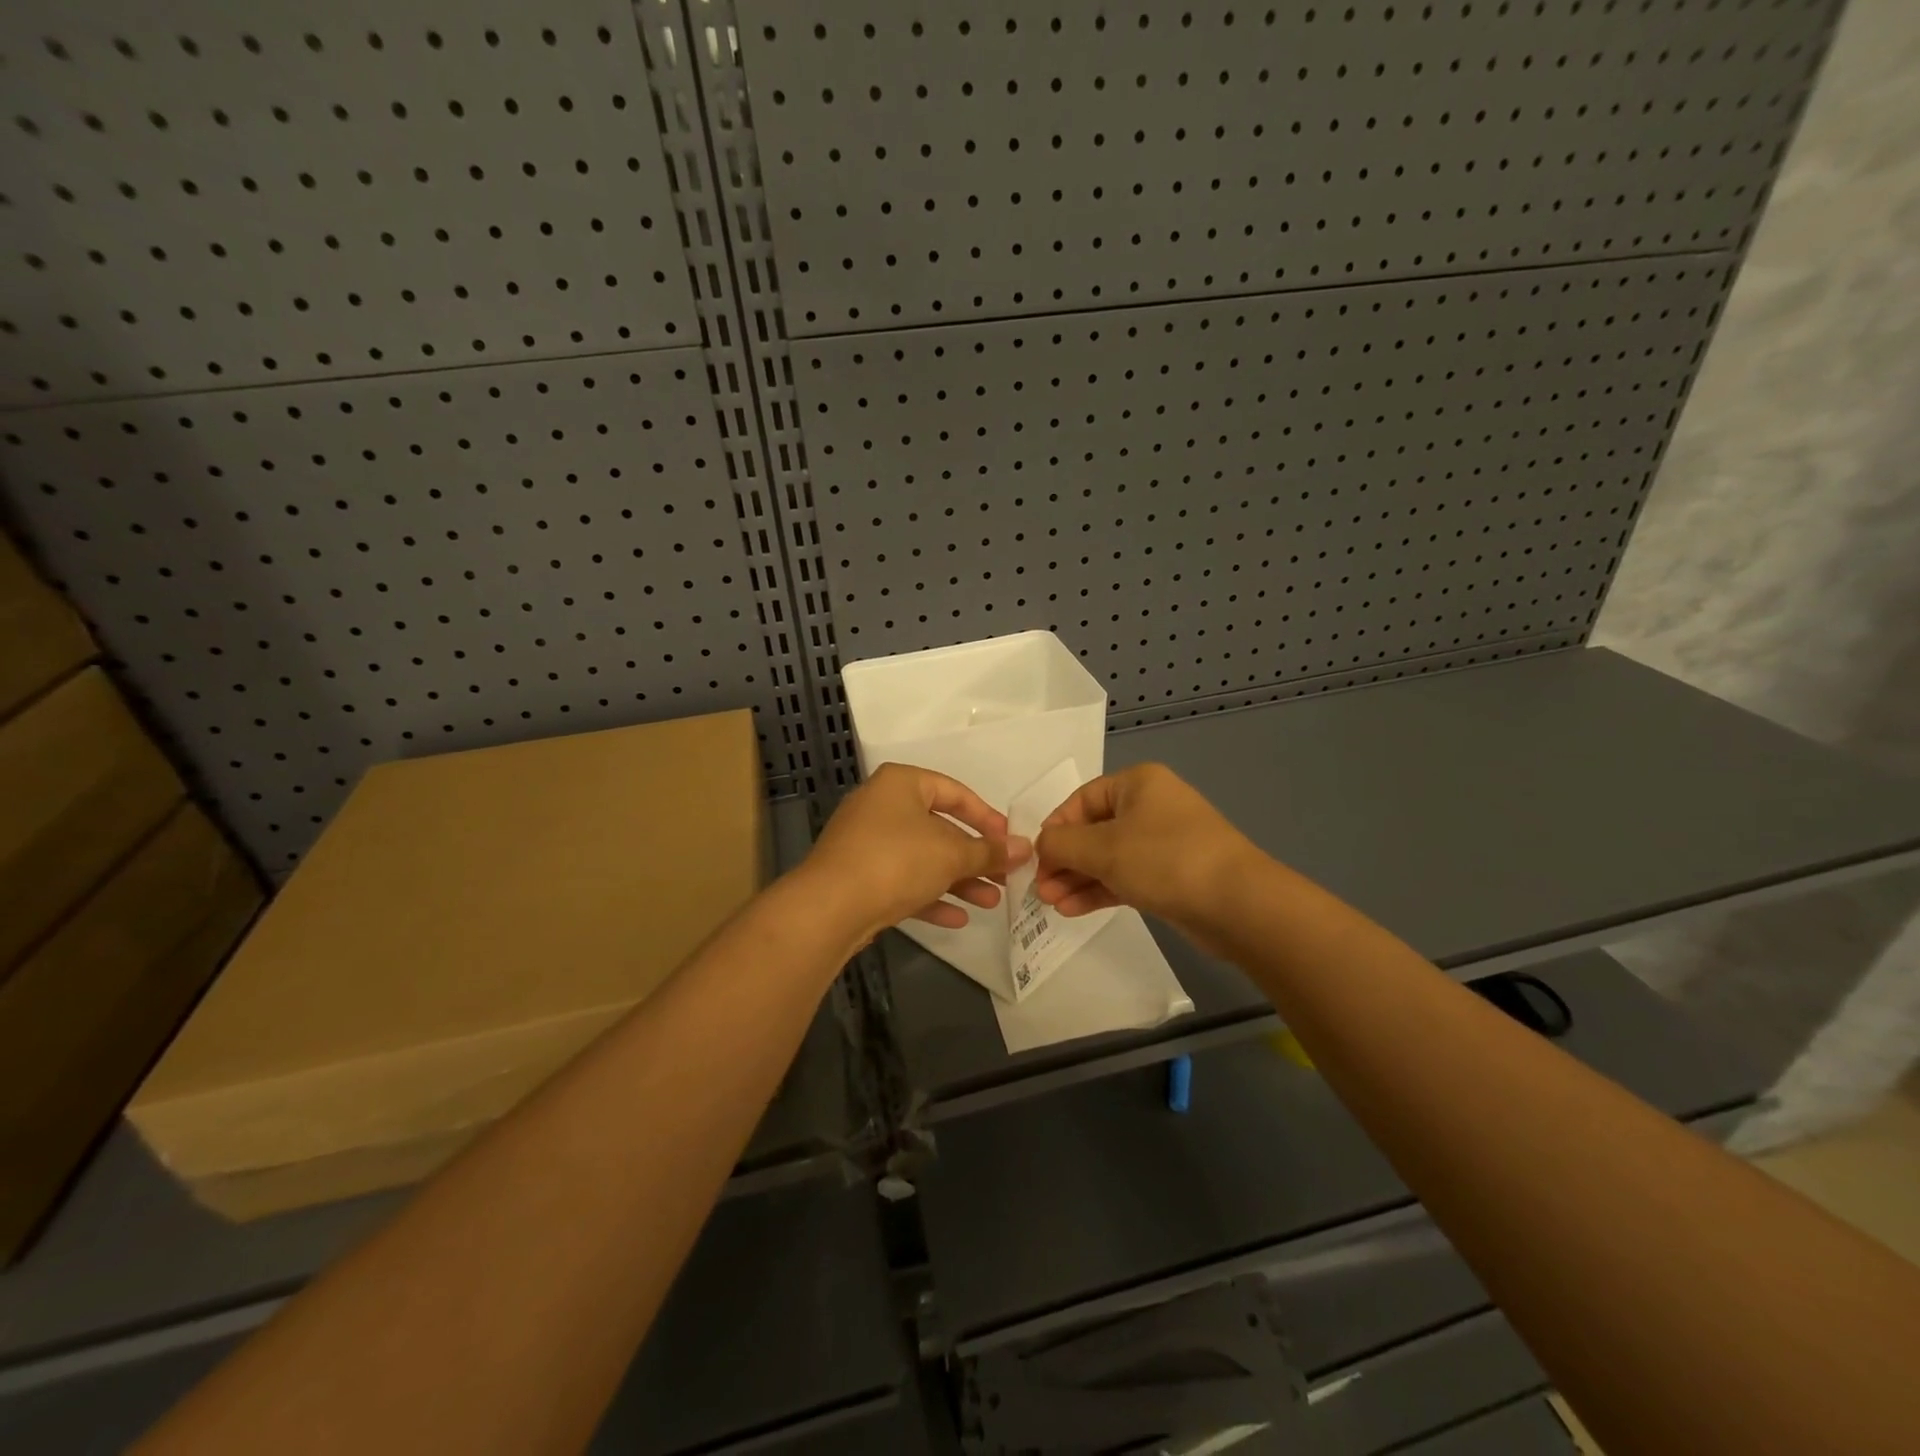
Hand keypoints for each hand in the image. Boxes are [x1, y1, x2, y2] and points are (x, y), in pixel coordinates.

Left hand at [798, 763, 1031, 947]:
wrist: (830, 907)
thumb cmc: (897, 861)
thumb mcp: (952, 854)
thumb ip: (990, 852)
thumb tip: (1026, 848)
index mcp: (901, 784)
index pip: (954, 792)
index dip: (987, 817)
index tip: (1010, 841)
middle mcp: (881, 806)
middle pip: (940, 828)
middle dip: (975, 857)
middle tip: (1005, 877)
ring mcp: (866, 843)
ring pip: (923, 858)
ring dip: (958, 880)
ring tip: (991, 902)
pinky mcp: (858, 876)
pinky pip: (903, 881)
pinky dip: (930, 896)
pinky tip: (957, 919)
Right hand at [1033, 763, 1261, 936]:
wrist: (1238, 904)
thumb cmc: (1165, 860)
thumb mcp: (1103, 848)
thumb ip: (1062, 844)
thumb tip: (1041, 845)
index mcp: (1137, 783)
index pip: (1081, 800)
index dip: (1055, 828)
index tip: (1035, 859)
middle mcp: (1151, 806)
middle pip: (1093, 830)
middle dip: (1064, 860)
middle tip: (1040, 889)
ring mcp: (1163, 842)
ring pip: (1108, 857)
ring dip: (1077, 878)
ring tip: (1050, 905)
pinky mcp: (1171, 875)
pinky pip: (1126, 877)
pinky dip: (1099, 890)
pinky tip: (1073, 909)